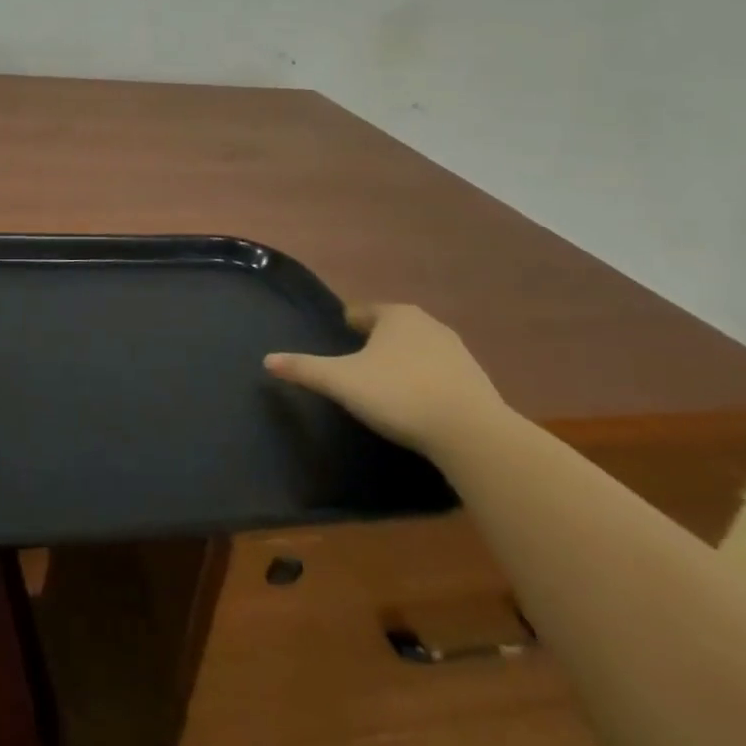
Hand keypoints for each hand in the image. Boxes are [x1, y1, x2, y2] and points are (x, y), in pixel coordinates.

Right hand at [265, 303, 508, 456]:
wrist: (472, 434)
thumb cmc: (399, 394)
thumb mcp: (341, 382)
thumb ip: (304, 369)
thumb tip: (267, 360)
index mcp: (395, 316)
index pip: (364, 311)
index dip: (350, 322)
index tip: (341, 333)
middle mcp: (429, 325)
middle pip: (394, 327)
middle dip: (378, 339)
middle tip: (359, 358)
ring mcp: (458, 352)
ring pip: (420, 349)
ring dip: (404, 360)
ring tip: (387, 381)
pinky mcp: (478, 382)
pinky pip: (441, 374)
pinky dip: (427, 381)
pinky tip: (418, 401)